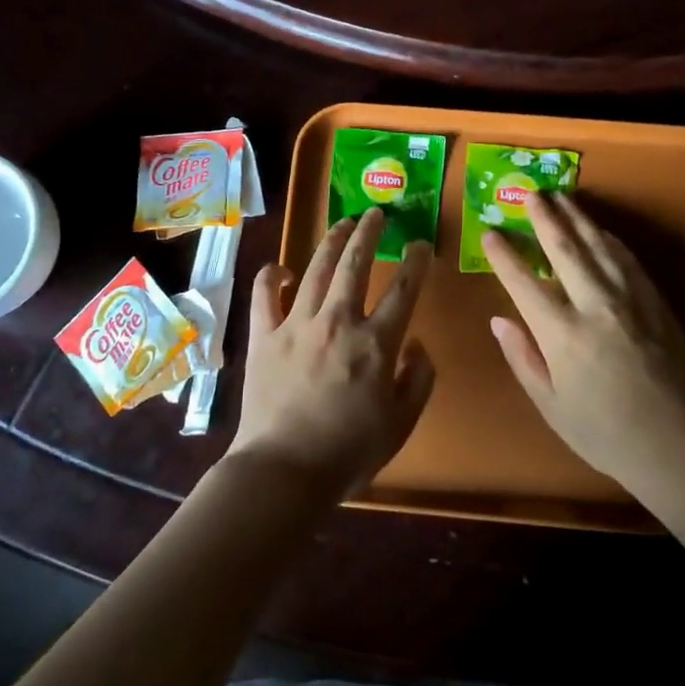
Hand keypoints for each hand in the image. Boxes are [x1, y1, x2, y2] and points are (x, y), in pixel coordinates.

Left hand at [230, 209, 435, 498]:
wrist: (283, 471)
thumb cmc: (348, 453)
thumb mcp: (401, 424)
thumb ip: (418, 380)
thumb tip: (417, 345)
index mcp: (375, 344)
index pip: (403, 290)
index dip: (416, 262)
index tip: (420, 244)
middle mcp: (337, 322)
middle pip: (355, 264)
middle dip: (369, 233)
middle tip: (376, 214)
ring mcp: (296, 324)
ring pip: (316, 269)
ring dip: (332, 241)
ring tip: (342, 223)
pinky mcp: (264, 335)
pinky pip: (264, 294)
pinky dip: (271, 276)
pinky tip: (280, 269)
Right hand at [486, 193, 684, 493]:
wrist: (676, 445)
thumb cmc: (604, 432)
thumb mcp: (551, 405)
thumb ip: (523, 358)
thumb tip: (499, 320)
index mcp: (562, 335)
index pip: (524, 283)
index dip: (504, 256)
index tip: (490, 234)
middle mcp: (595, 307)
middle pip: (564, 250)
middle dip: (544, 219)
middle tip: (531, 194)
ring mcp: (630, 301)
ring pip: (599, 246)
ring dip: (578, 218)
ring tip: (562, 198)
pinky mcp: (655, 303)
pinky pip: (628, 260)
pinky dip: (610, 240)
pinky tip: (601, 231)